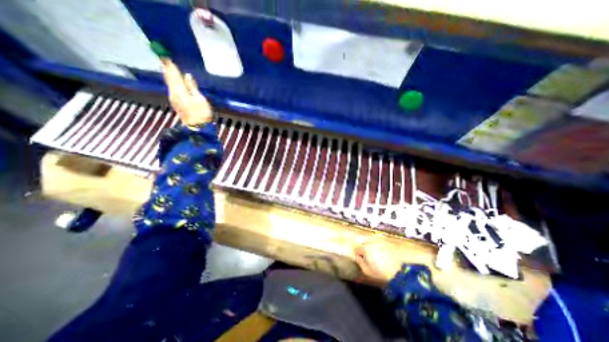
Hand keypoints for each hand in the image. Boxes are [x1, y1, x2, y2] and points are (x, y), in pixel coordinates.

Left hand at [161, 59, 212, 125]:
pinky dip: (170, 82)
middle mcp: (173, 93)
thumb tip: (187, 75)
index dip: (171, 66)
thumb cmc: (202, 114)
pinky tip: (172, 81)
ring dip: (168, 75)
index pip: (174, 75)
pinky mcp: (176, 103)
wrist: (197, 127)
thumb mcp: (200, 100)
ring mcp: (173, 99)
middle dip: (167, 69)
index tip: (166, 56)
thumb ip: (193, 87)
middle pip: (169, 79)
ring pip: (169, 83)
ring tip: (166, 67)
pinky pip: (171, 88)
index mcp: (180, 91)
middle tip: (163, 58)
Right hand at [356, 242, 386, 286]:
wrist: (403, 268)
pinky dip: (379, 246)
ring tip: (378, 257)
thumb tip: (357, 257)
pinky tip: (384, 253)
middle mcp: (370, 241)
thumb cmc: (384, 272)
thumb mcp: (369, 272)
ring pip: (371, 242)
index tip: (362, 261)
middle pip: (364, 244)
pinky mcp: (387, 240)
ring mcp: (379, 239)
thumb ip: (360, 263)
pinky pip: (379, 242)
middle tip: (370, 259)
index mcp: (364, 248)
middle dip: (365, 250)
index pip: (357, 249)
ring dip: (372, 247)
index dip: (358, 256)